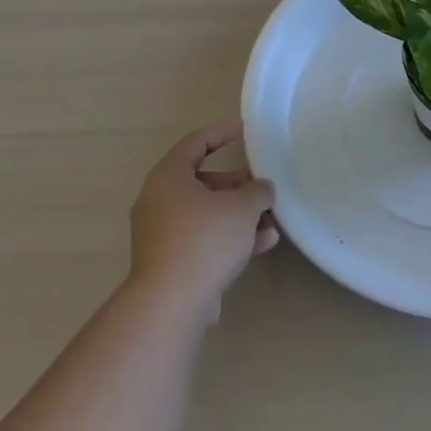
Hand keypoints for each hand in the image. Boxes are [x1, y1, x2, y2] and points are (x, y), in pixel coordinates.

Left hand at [127, 120, 278, 321]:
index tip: (242, 128)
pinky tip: (263, 243)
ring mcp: (162, 233)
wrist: (171, 303)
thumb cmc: (204, 240)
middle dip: (236, 184)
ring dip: (238, 214)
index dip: (220, 132)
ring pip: (205, 213)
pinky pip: (203, 238)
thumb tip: (262, 188)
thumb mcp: (241, 208)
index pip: (195, 143)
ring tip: (271, 219)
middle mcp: (159, 200)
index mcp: (168, 177)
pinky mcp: (170, 260)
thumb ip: (257, 192)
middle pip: (202, 181)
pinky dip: (230, 237)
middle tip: (261, 185)